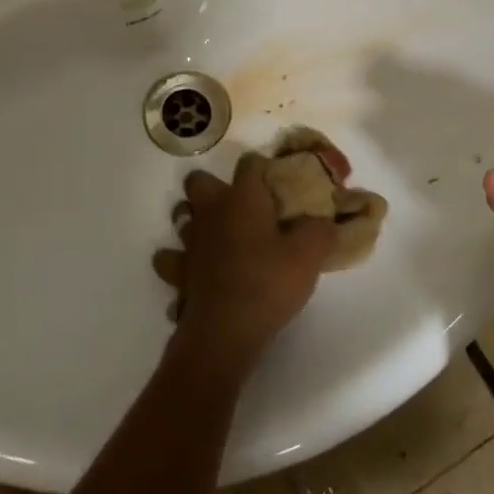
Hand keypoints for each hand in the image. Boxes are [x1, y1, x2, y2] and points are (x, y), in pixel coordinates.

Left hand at [154, 154, 337, 372]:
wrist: (226, 330)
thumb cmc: (268, 282)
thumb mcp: (309, 255)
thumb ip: (319, 230)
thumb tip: (322, 220)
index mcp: (242, 198)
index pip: (249, 163)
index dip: (263, 167)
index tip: (277, 183)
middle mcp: (211, 211)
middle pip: (199, 181)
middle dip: (214, 187)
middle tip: (239, 207)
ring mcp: (190, 241)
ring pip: (182, 216)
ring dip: (195, 221)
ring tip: (217, 235)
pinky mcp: (178, 271)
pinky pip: (171, 259)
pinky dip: (179, 261)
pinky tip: (195, 269)